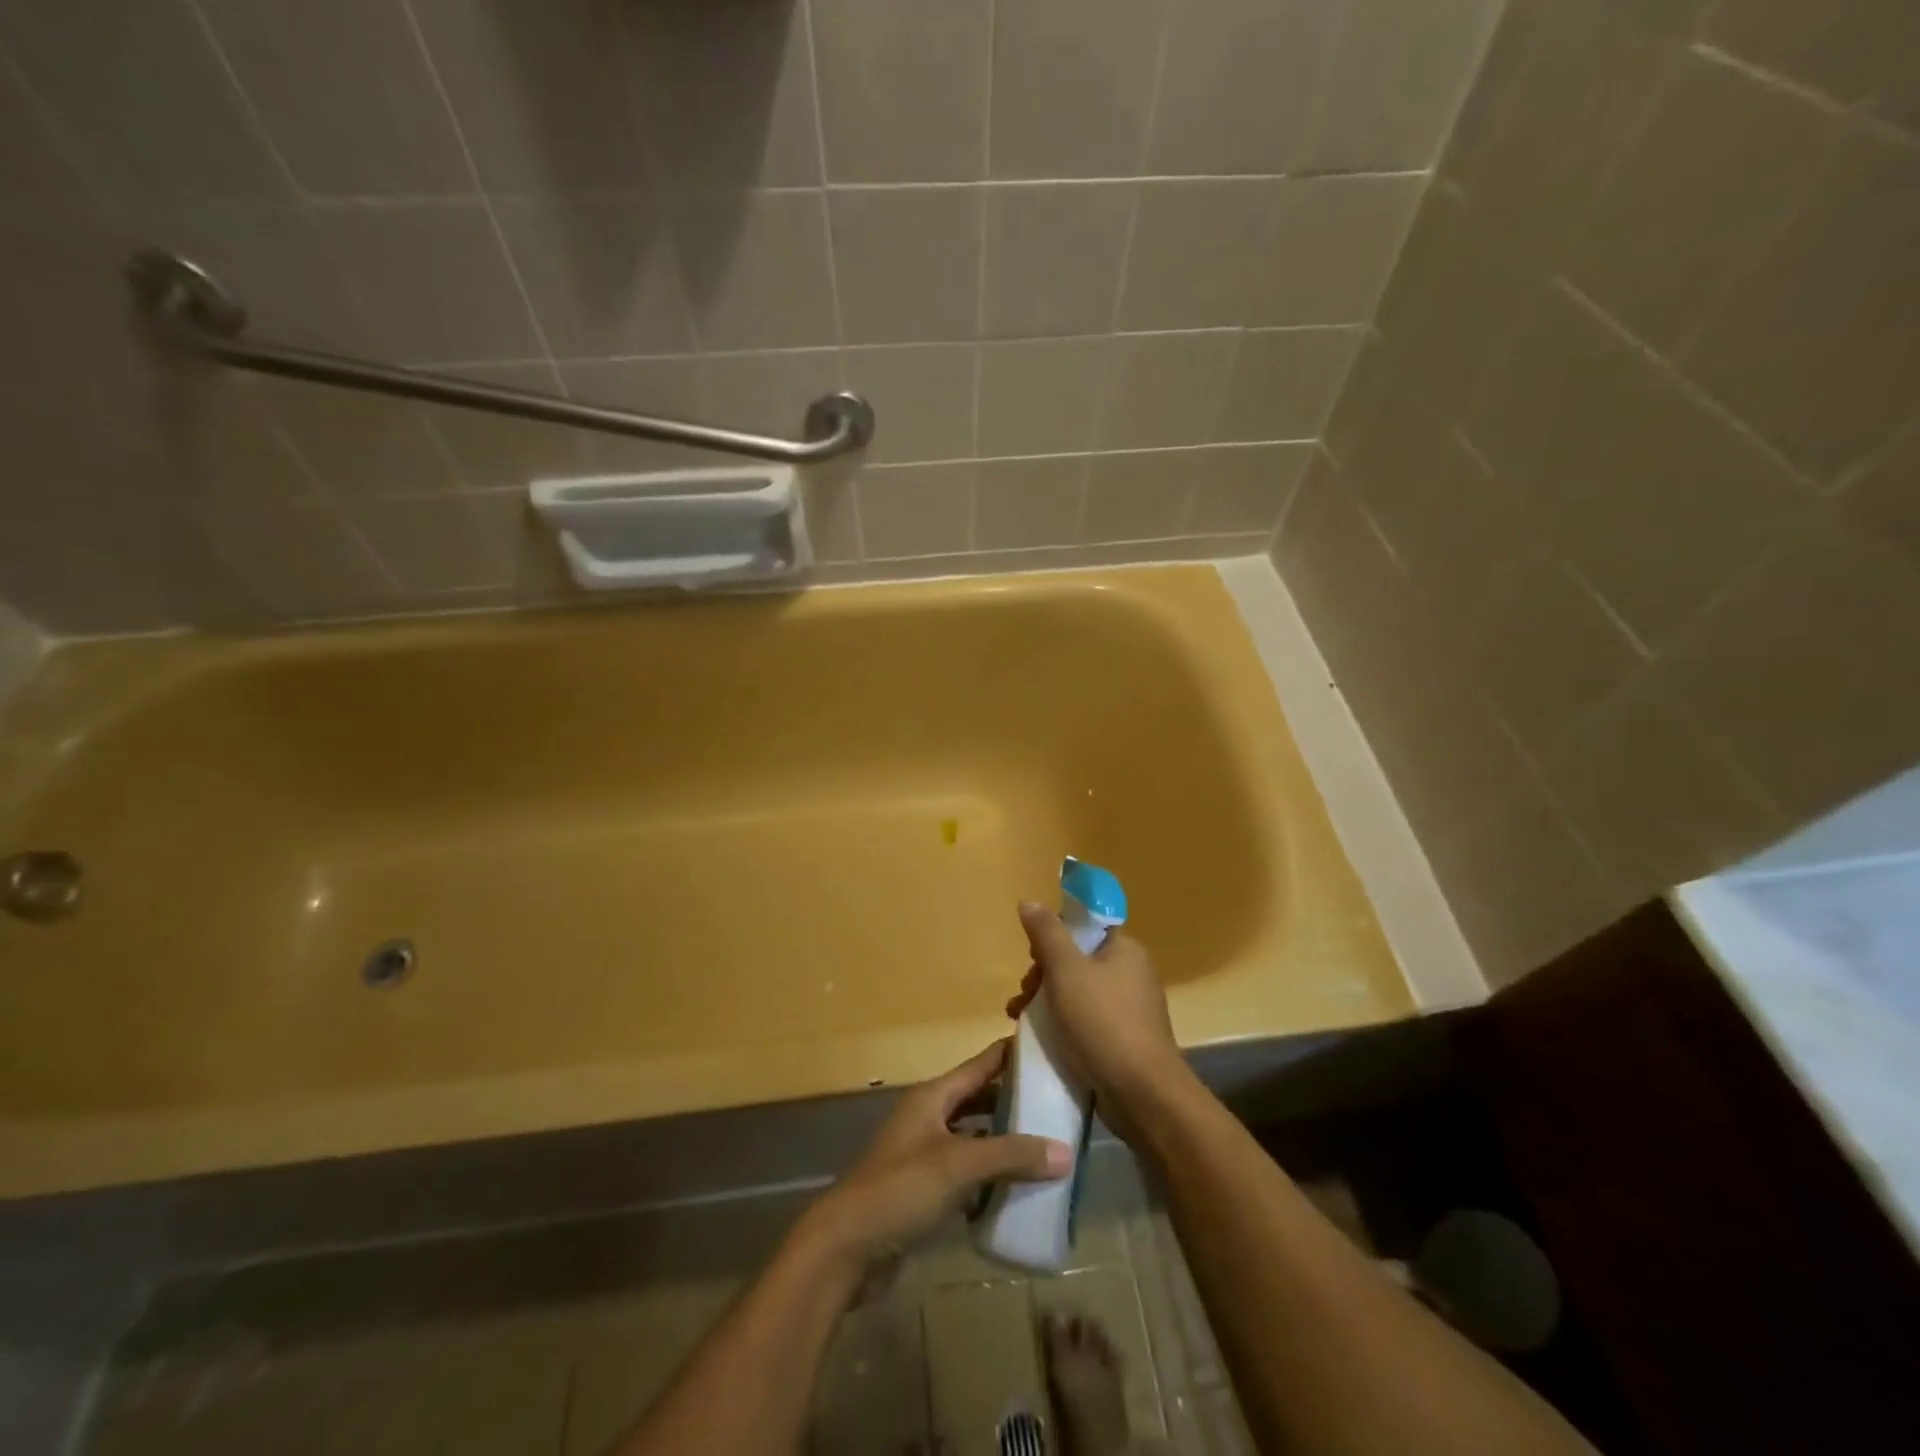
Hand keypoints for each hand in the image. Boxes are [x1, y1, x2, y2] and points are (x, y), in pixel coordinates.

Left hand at [804, 1041, 1070, 1268]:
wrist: (846, 1247)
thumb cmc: (901, 1189)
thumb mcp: (959, 1165)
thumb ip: (1011, 1155)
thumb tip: (1066, 1152)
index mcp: (934, 1097)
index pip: (982, 1063)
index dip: (1013, 1053)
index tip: (1051, 1046)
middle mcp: (930, 1117)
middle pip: (980, 1100)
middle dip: (1015, 1102)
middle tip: (1060, 1105)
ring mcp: (925, 1154)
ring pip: (975, 1139)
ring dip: (1005, 1144)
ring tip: (1048, 1149)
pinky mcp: (924, 1190)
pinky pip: (966, 1175)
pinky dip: (990, 1179)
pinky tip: (1018, 1192)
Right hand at [1007, 902, 1188, 1142]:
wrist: (1142, 1093)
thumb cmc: (1102, 1022)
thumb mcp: (1066, 970)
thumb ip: (1047, 934)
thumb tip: (1029, 901)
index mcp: (1125, 949)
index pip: (1083, 928)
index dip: (1053, 938)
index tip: (1032, 959)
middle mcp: (1133, 972)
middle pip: (1078, 960)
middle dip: (1043, 975)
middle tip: (1022, 996)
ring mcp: (1132, 1008)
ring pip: (1079, 992)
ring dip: (1048, 1001)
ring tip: (1020, 1020)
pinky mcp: (1126, 1039)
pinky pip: (1088, 1020)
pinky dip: (1065, 1024)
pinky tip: (1043, 1040)